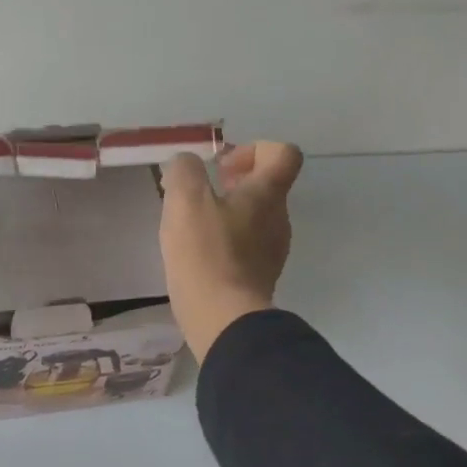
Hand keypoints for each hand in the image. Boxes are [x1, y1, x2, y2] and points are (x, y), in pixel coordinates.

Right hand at [159, 141, 304, 361]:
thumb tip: (187, 163)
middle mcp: (279, 218)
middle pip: (266, 186)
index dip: (254, 149)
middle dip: (232, 182)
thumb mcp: (184, 200)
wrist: (223, 318)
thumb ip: (184, 170)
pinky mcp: (260, 275)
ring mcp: (273, 249)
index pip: (283, 154)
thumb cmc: (205, 253)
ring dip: (226, 211)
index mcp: (267, 194)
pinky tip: (198, 253)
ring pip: (254, 216)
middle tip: (199, 195)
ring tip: (191, 225)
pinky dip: (225, 239)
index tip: (222, 166)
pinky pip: (246, 244)